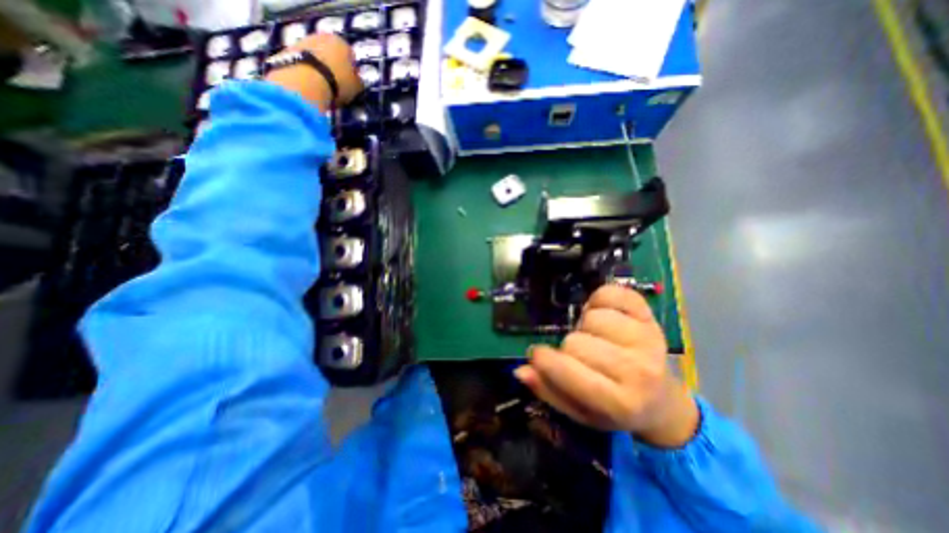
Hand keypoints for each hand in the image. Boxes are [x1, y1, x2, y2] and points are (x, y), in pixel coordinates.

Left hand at [264, 31, 362, 109]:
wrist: (304, 81)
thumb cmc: (337, 83)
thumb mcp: (356, 87)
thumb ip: (358, 83)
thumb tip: (358, 82)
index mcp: (342, 43)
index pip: (351, 57)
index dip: (352, 72)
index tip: (351, 86)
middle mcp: (322, 37)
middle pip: (332, 54)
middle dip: (335, 68)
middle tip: (337, 87)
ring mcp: (303, 41)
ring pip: (317, 58)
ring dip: (320, 70)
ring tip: (323, 89)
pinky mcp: (289, 50)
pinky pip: (304, 63)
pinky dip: (308, 73)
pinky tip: (311, 87)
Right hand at [515, 285, 698, 446]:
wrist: (661, 399)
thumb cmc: (614, 408)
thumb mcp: (579, 411)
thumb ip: (548, 391)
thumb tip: (521, 370)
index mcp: (619, 403)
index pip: (566, 370)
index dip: (543, 359)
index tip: (539, 355)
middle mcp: (638, 371)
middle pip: (576, 341)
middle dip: (569, 346)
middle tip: (579, 354)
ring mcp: (647, 339)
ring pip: (591, 316)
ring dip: (584, 324)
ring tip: (594, 336)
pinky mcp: (650, 317)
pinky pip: (611, 293)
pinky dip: (599, 299)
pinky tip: (602, 314)